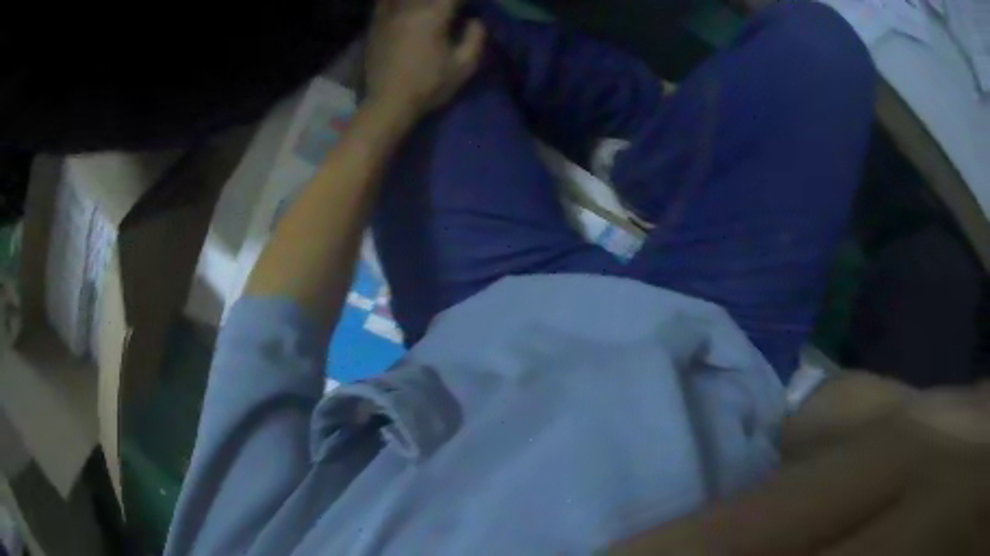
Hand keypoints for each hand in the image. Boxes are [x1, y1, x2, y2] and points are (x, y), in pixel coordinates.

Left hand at [366, 0, 485, 119]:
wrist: (388, 103)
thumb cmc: (428, 86)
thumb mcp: (463, 67)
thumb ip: (474, 39)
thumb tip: (475, 21)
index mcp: (433, 16)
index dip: (463, 2)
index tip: (468, 8)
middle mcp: (409, 9)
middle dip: (443, 2)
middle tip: (450, 9)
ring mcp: (388, 16)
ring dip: (420, 3)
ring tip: (429, 9)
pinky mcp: (374, 26)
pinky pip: (383, 3)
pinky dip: (393, 3)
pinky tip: (403, 8)